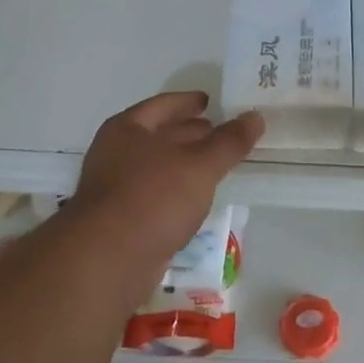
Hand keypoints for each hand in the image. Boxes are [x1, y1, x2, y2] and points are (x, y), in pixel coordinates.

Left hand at [69, 92, 264, 273]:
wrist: (107, 260)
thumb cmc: (153, 198)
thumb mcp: (200, 166)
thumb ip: (229, 142)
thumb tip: (255, 116)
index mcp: (127, 128)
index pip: (163, 104)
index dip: (188, 101)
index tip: (210, 101)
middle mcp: (116, 153)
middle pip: (159, 135)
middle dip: (189, 133)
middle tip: (221, 132)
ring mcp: (115, 189)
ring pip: (158, 167)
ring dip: (185, 164)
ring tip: (216, 164)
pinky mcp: (121, 221)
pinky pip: (156, 196)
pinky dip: (177, 191)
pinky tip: (196, 199)